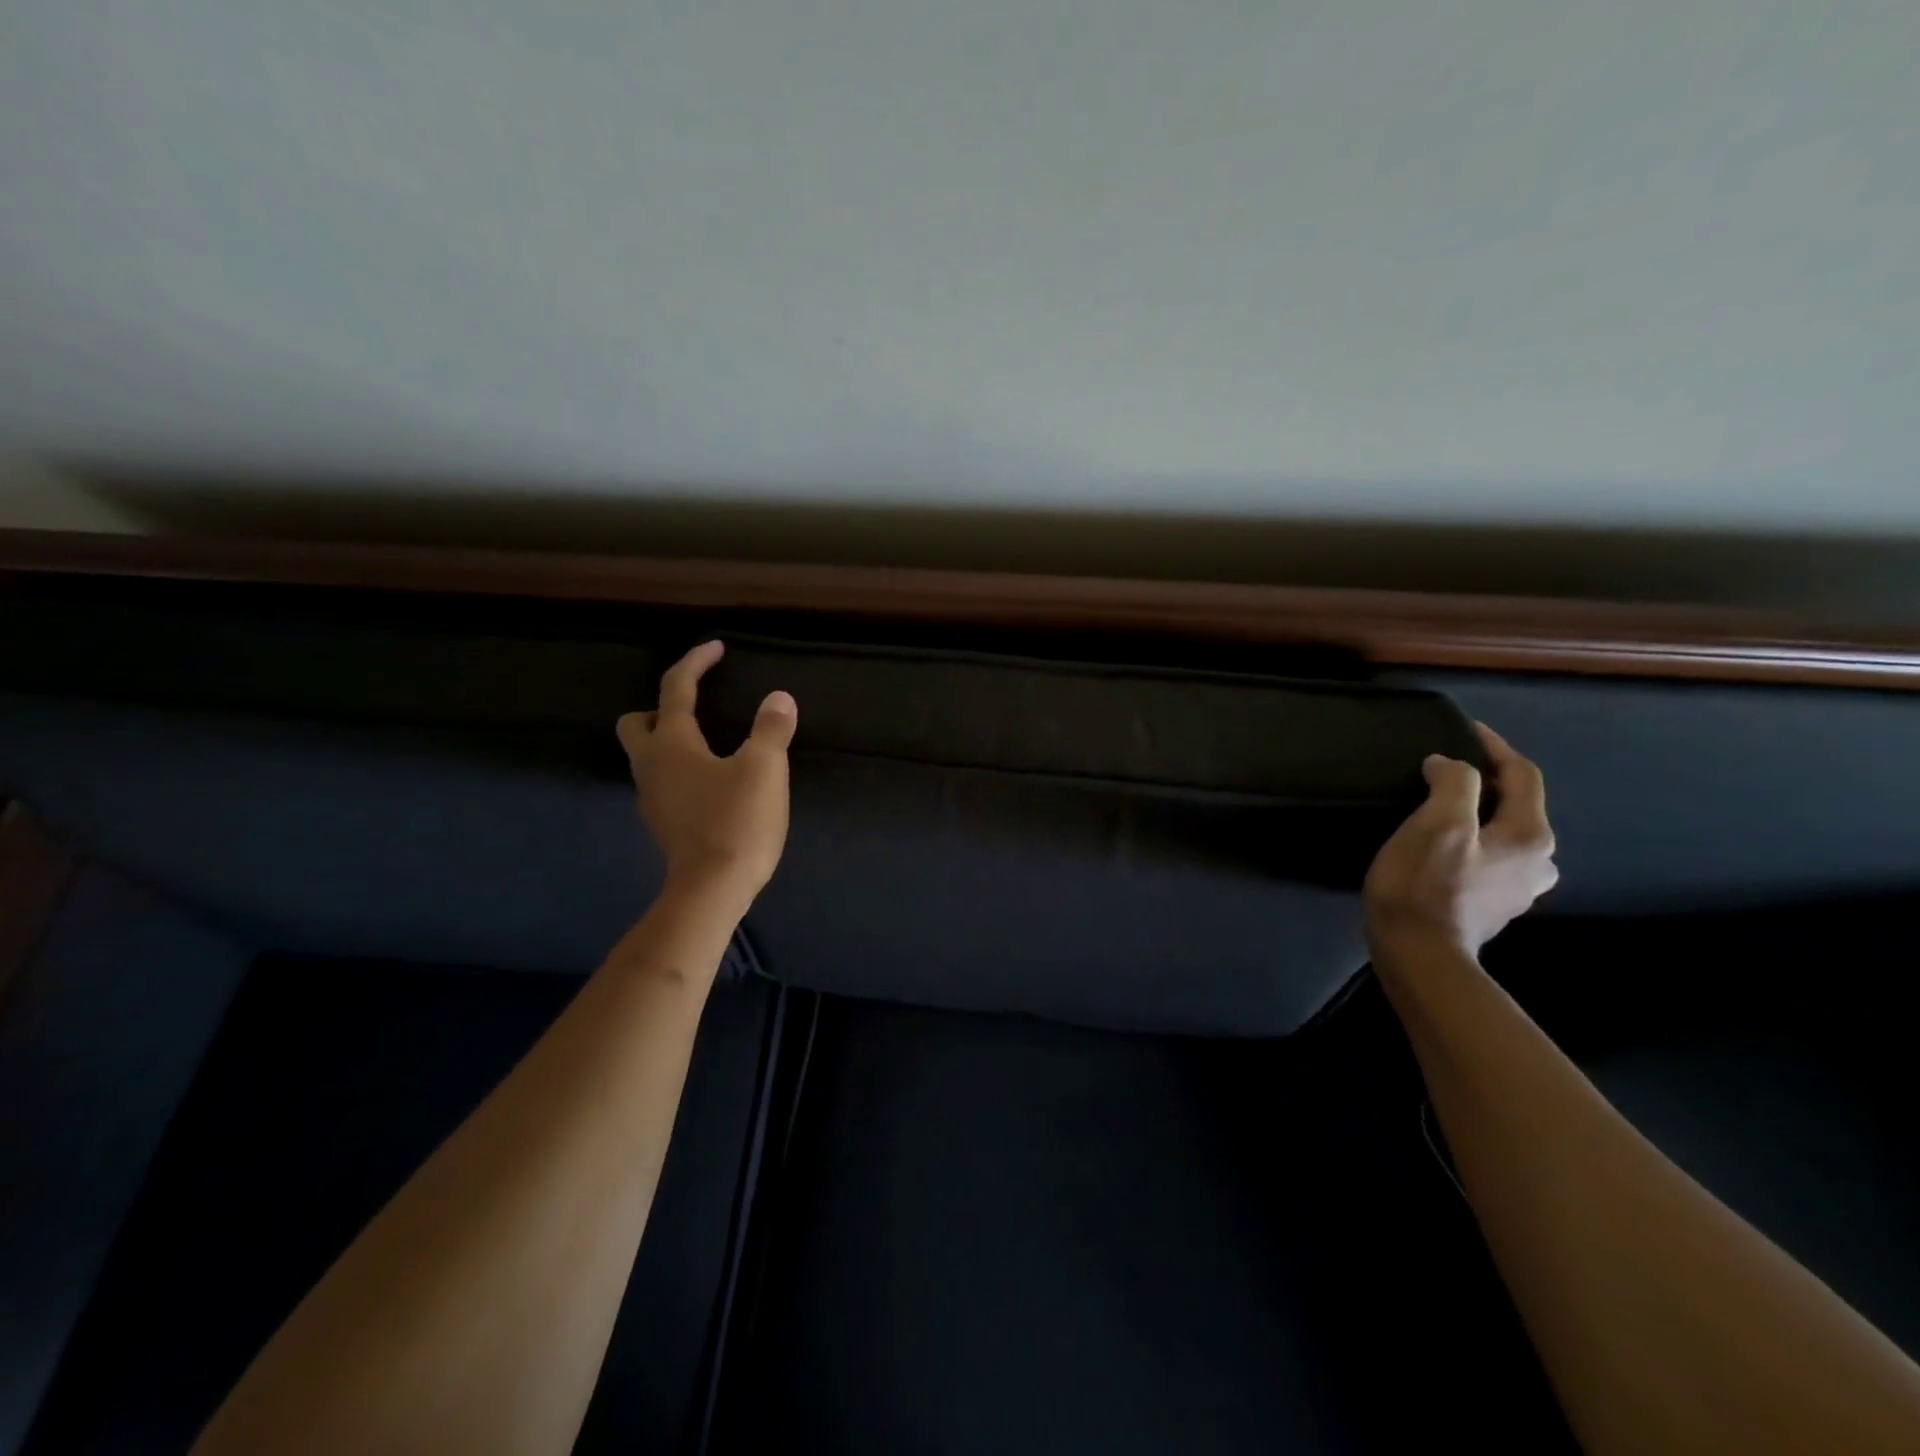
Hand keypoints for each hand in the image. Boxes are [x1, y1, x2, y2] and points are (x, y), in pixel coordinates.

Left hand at [617, 641, 796, 913]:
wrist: (712, 889)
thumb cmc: (737, 821)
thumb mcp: (765, 769)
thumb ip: (771, 729)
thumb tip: (779, 699)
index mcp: (672, 743)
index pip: (676, 689)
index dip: (696, 663)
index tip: (716, 648)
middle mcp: (650, 765)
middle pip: (636, 723)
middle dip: (661, 708)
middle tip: (697, 708)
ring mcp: (651, 798)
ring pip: (646, 756)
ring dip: (668, 741)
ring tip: (709, 745)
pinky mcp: (661, 823)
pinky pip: (660, 782)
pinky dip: (677, 770)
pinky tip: (708, 783)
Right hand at [1363, 723, 1557, 959]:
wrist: (1419, 955)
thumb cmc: (1426, 885)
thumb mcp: (1438, 823)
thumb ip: (1453, 783)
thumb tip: (1448, 766)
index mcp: (1530, 836)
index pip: (1522, 774)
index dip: (1494, 746)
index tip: (1464, 729)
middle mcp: (1538, 862)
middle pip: (1517, 806)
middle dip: (1486, 782)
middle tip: (1446, 771)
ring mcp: (1517, 889)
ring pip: (1503, 834)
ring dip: (1478, 814)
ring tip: (1441, 807)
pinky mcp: (1492, 906)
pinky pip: (1488, 859)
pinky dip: (1470, 842)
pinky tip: (1442, 847)